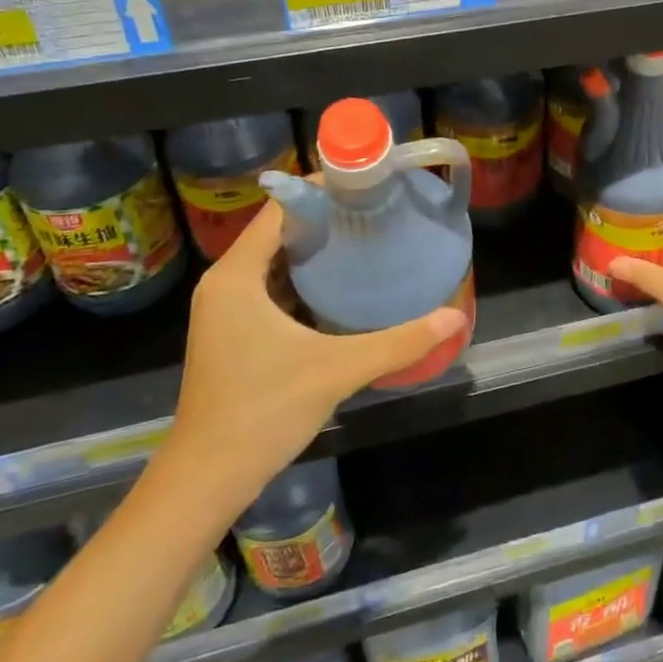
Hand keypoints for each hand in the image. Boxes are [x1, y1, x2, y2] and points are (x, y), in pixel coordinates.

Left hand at [162, 202, 466, 492]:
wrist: (207, 478)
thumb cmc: (264, 411)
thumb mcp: (338, 370)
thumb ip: (399, 341)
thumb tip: (455, 317)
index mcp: (237, 276)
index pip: (279, 209)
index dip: (319, 189)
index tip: (363, 183)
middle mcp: (225, 284)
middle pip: (278, 232)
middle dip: (325, 219)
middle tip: (375, 211)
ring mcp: (225, 311)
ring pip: (274, 262)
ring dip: (315, 251)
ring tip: (365, 239)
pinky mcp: (232, 334)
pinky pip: (270, 288)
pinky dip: (303, 280)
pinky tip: (340, 287)